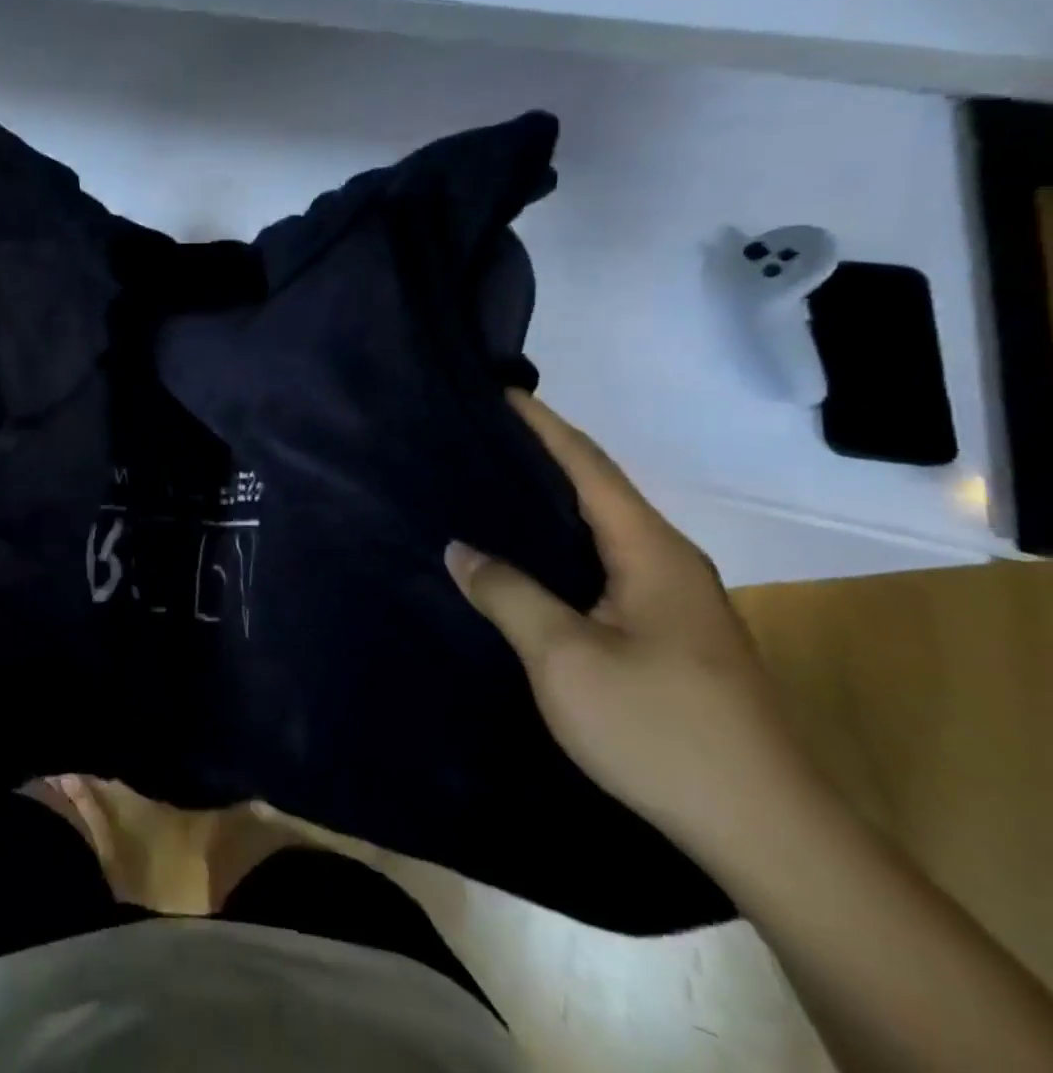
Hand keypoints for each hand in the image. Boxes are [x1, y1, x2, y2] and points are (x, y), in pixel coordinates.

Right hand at [445, 391, 818, 849]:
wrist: (762, 829)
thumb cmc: (658, 727)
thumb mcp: (564, 656)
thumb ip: (507, 593)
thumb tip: (460, 548)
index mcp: (650, 551)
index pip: (589, 466)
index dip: (543, 426)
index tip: (498, 392)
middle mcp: (667, 562)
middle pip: (596, 490)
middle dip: (540, 457)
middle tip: (475, 439)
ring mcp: (672, 601)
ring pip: (599, 530)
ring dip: (548, 504)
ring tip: (486, 488)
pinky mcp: (667, 634)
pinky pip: (602, 565)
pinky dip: (559, 545)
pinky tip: (524, 558)